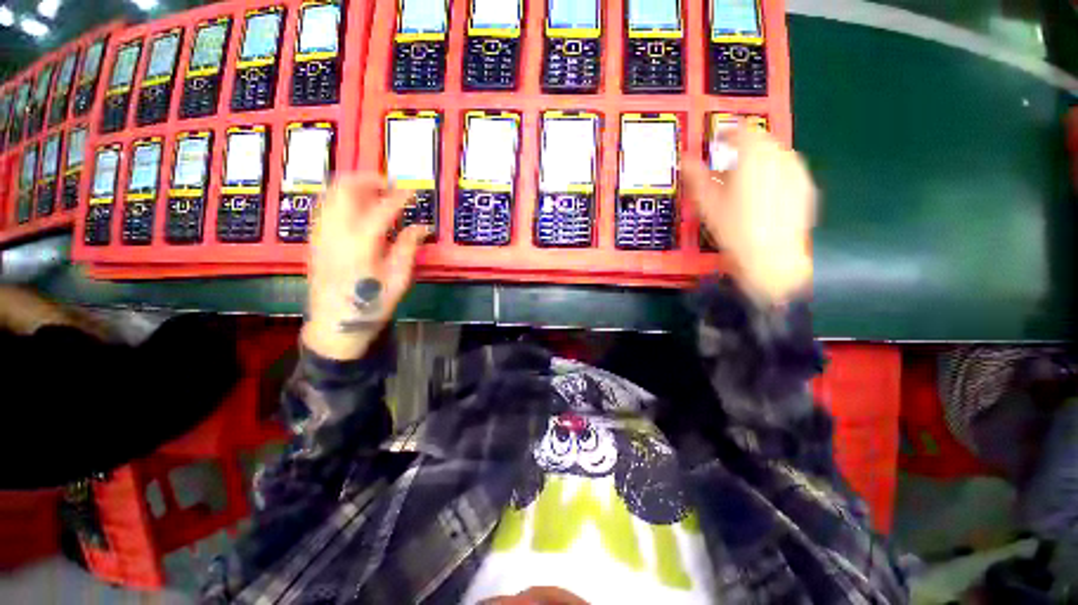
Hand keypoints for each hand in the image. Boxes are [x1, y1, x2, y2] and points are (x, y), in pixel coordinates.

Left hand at [302, 174, 427, 359]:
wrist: (335, 325)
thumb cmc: (371, 305)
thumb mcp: (398, 280)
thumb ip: (408, 248)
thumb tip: (421, 227)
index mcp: (361, 245)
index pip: (381, 208)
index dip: (399, 196)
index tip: (412, 191)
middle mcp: (335, 233)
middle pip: (345, 188)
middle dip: (369, 179)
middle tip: (390, 185)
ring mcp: (320, 234)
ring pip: (331, 193)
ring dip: (354, 187)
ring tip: (376, 194)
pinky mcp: (315, 239)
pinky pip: (326, 206)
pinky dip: (343, 199)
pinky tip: (359, 211)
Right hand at [683, 124, 816, 304]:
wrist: (771, 258)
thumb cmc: (734, 230)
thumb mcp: (708, 204)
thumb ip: (696, 178)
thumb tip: (686, 161)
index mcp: (753, 157)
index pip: (742, 131)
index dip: (727, 133)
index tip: (718, 142)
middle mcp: (780, 157)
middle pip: (762, 139)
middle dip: (744, 146)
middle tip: (728, 162)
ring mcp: (797, 172)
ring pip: (777, 153)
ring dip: (760, 158)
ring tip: (745, 178)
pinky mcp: (806, 187)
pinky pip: (788, 169)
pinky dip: (774, 172)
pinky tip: (764, 192)